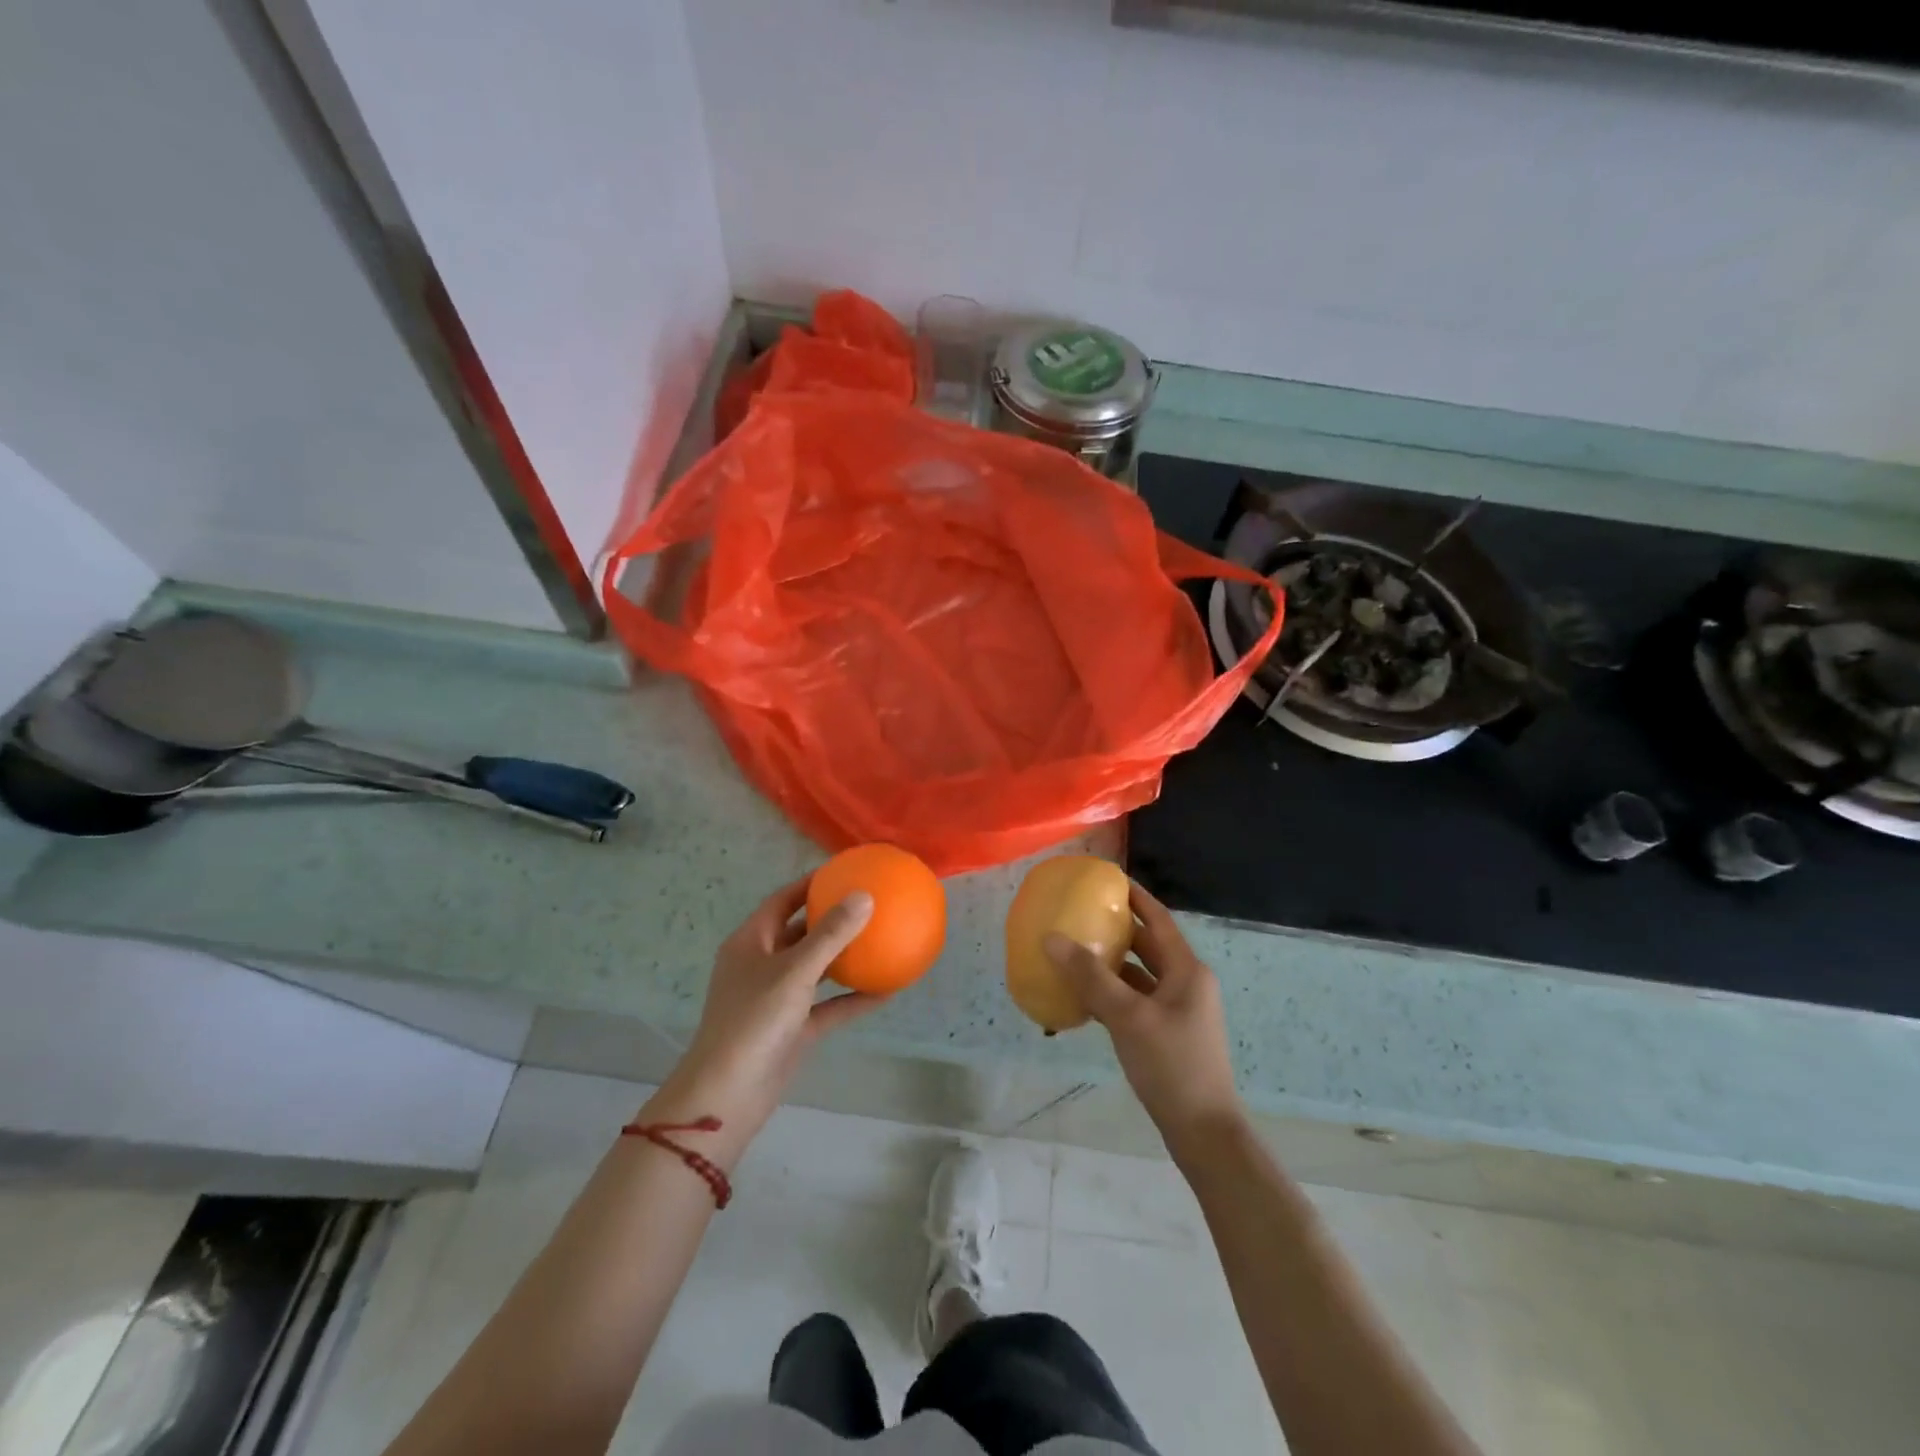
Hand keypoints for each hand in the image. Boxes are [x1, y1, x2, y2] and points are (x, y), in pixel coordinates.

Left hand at [646, 876, 878, 1165]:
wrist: (728, 1097)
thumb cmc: (753, 1021)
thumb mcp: (794, 972)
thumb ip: (831, 934)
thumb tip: (865, 895)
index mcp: (751, 942)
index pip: (783, 900)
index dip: (811, 883)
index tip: (846, 871)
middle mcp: (763, 965)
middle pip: (801, 932)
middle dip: (833, 918)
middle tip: (871, 903)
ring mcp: (778, 999)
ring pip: (817, 969)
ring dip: (846, 957)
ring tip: (884, 940)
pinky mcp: (793, 1029)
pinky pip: (829, 1005)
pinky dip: (854, 997)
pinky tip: (889, 989)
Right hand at [1045, 881, 1244, 1159]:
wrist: (1203, 1132)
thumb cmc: (1171, 1065)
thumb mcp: (1128, 1017)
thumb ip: (1090, 976)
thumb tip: (1052, 938)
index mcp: (1187, 970)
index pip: (1158, 919)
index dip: (1135, 896)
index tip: (1107, 878)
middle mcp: (1187, 983)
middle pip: (1149, 946)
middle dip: (1117, 930)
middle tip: (1081, 914)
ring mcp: (1179, 1011)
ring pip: (1141, 976)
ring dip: (1112, 964)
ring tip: (1075, 952)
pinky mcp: (1169, 1034)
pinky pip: (1137, 1001)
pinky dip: (1114, 994)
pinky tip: (1085, 999)